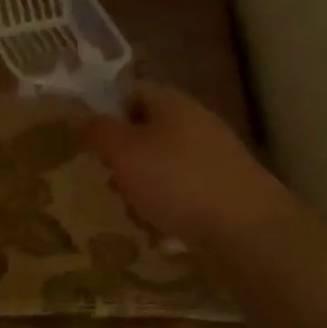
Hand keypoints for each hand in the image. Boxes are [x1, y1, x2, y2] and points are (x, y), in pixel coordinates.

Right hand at [84, 82, 296, 248]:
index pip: (131, 93)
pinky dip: (171, 211)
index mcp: (172, 102)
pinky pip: (185, 194)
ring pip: (163, 167)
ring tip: (137, 215)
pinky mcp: (226, 190)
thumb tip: (78, 116)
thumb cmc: (177, 181)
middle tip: (112, 184)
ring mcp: (215, 157)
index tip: (91, 143)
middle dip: (124, 161)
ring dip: (144, 190)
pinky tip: (165, 234)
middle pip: (146, 133)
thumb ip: (97, 131)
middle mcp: (196, 122)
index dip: (107, 114)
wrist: (248, 230)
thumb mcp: (124, 152)